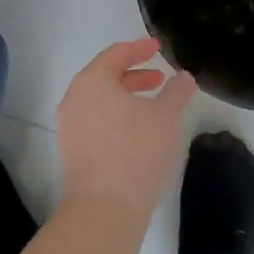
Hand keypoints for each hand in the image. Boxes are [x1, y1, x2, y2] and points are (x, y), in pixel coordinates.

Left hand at [56, 38, 199, 223]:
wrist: (104, 207)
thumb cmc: (136, 151)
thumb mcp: (165, 116)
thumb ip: (176, 91)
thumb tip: (184, 77)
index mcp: (92, 81)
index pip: (116, 54)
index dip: (139, 48)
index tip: (157, 47)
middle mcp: (74, 97)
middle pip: (105, 75)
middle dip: (133, 75)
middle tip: (159, 79)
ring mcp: (69, 125)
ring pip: (100, 100)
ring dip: (125, 97)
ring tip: (152, 106)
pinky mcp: (71, 149)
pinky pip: (95, 119)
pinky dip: (115, 115)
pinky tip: (137, 131)